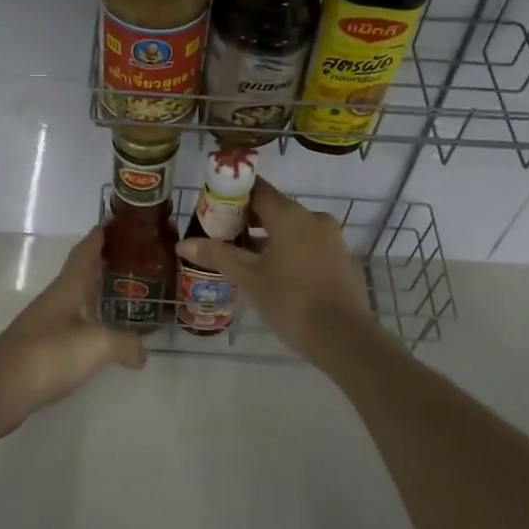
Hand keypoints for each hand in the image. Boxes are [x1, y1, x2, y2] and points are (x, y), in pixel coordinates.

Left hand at [0, 228, 145, 437]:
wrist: (0, 388)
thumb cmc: (49, 353)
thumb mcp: (97, 345)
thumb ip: (125, 343)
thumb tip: (142, 352)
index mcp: (68, 287)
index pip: (85, 252)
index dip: (99, 237)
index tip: (115, 223)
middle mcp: (57, 299)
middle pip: (81, 274)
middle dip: (104, 264)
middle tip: (133, 259)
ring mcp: (47, 324)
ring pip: (77, 300)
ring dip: (97, 294)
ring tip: (125, 295)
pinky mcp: (42, 349)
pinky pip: (73, 327)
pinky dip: (91, 323)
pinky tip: (103, 336)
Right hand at [176, 177, 377, 360]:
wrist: (345, 338)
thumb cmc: (292, 301)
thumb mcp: (249, 278)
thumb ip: (218, 255)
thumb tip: (183, 243)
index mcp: (291, 215)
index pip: (258, 189)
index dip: (233, 194)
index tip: (212, 206)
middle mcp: (314, 218)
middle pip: (274, 208)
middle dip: (247, 219)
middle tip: (221, 234)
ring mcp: (331, 239)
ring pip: (292, 229)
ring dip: (267, 237)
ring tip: (241, 257)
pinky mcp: (340, 260)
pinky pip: (307, 245)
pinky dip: (287, 251)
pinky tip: (272, 274)